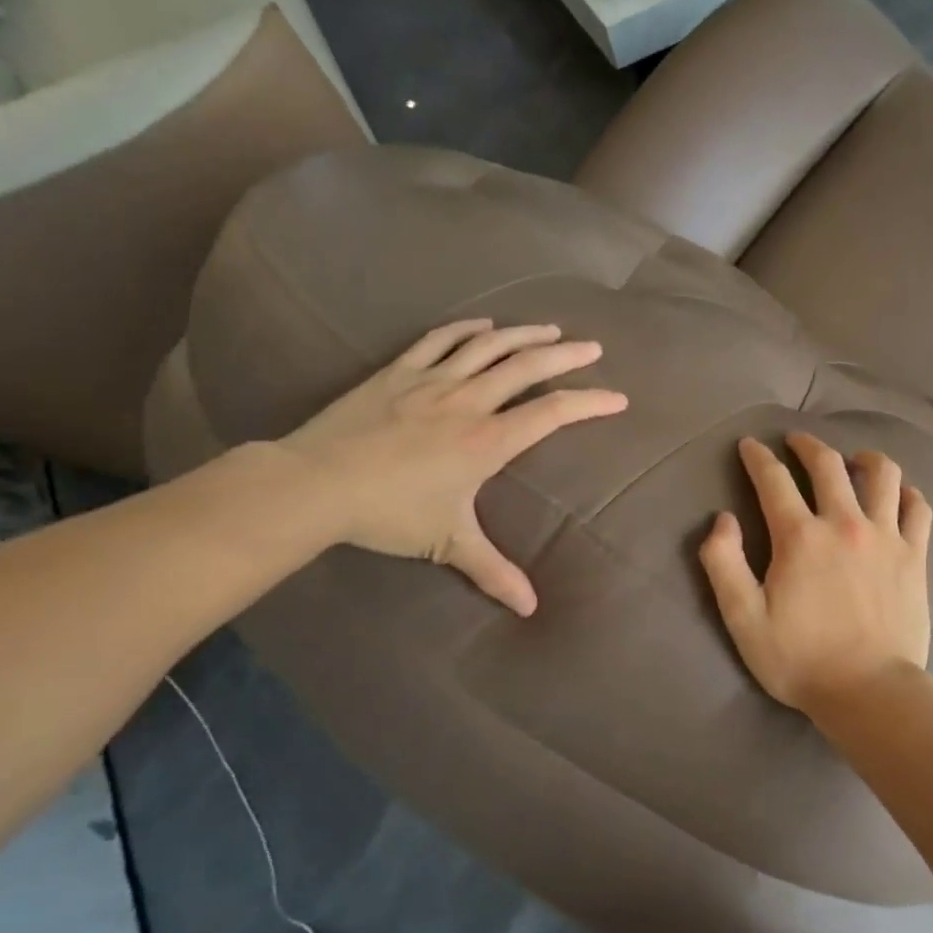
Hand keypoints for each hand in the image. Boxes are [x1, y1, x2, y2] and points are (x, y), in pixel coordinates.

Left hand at [280, 320, 626, 614]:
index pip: (553, 413)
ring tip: (550, 328)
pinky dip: (466, 328)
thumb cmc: (389, 513)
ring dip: (524, 334)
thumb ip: (493, 571)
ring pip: (489, 345)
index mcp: (489, 440)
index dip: (590, 402)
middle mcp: (469, 401)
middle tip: (593, 346)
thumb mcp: (448, 543)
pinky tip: (483, 323)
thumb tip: (531, 609)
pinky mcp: (398, 372)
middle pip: (528, 366)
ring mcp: (432, 381)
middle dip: (566, 354)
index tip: (618, 398)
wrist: (314, 484)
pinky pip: (439, 340)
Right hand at [699, 432, 932, 715]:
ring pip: (883, 474)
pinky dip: (907, 493)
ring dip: (865, 457)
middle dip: (807, 444)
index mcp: (800, 537)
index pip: (773, 479)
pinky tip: (898, 495)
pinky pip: (918, 508)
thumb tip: (721, 519)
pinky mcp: (915, 556)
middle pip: (827, 464)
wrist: (869, 692)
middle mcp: (844, 524)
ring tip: (854, 459)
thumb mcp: (743, 619)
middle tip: (796, 441)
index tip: (750, 445)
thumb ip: (724, 564)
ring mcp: (886, 537)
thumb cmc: (800, 659)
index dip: (758, 457)